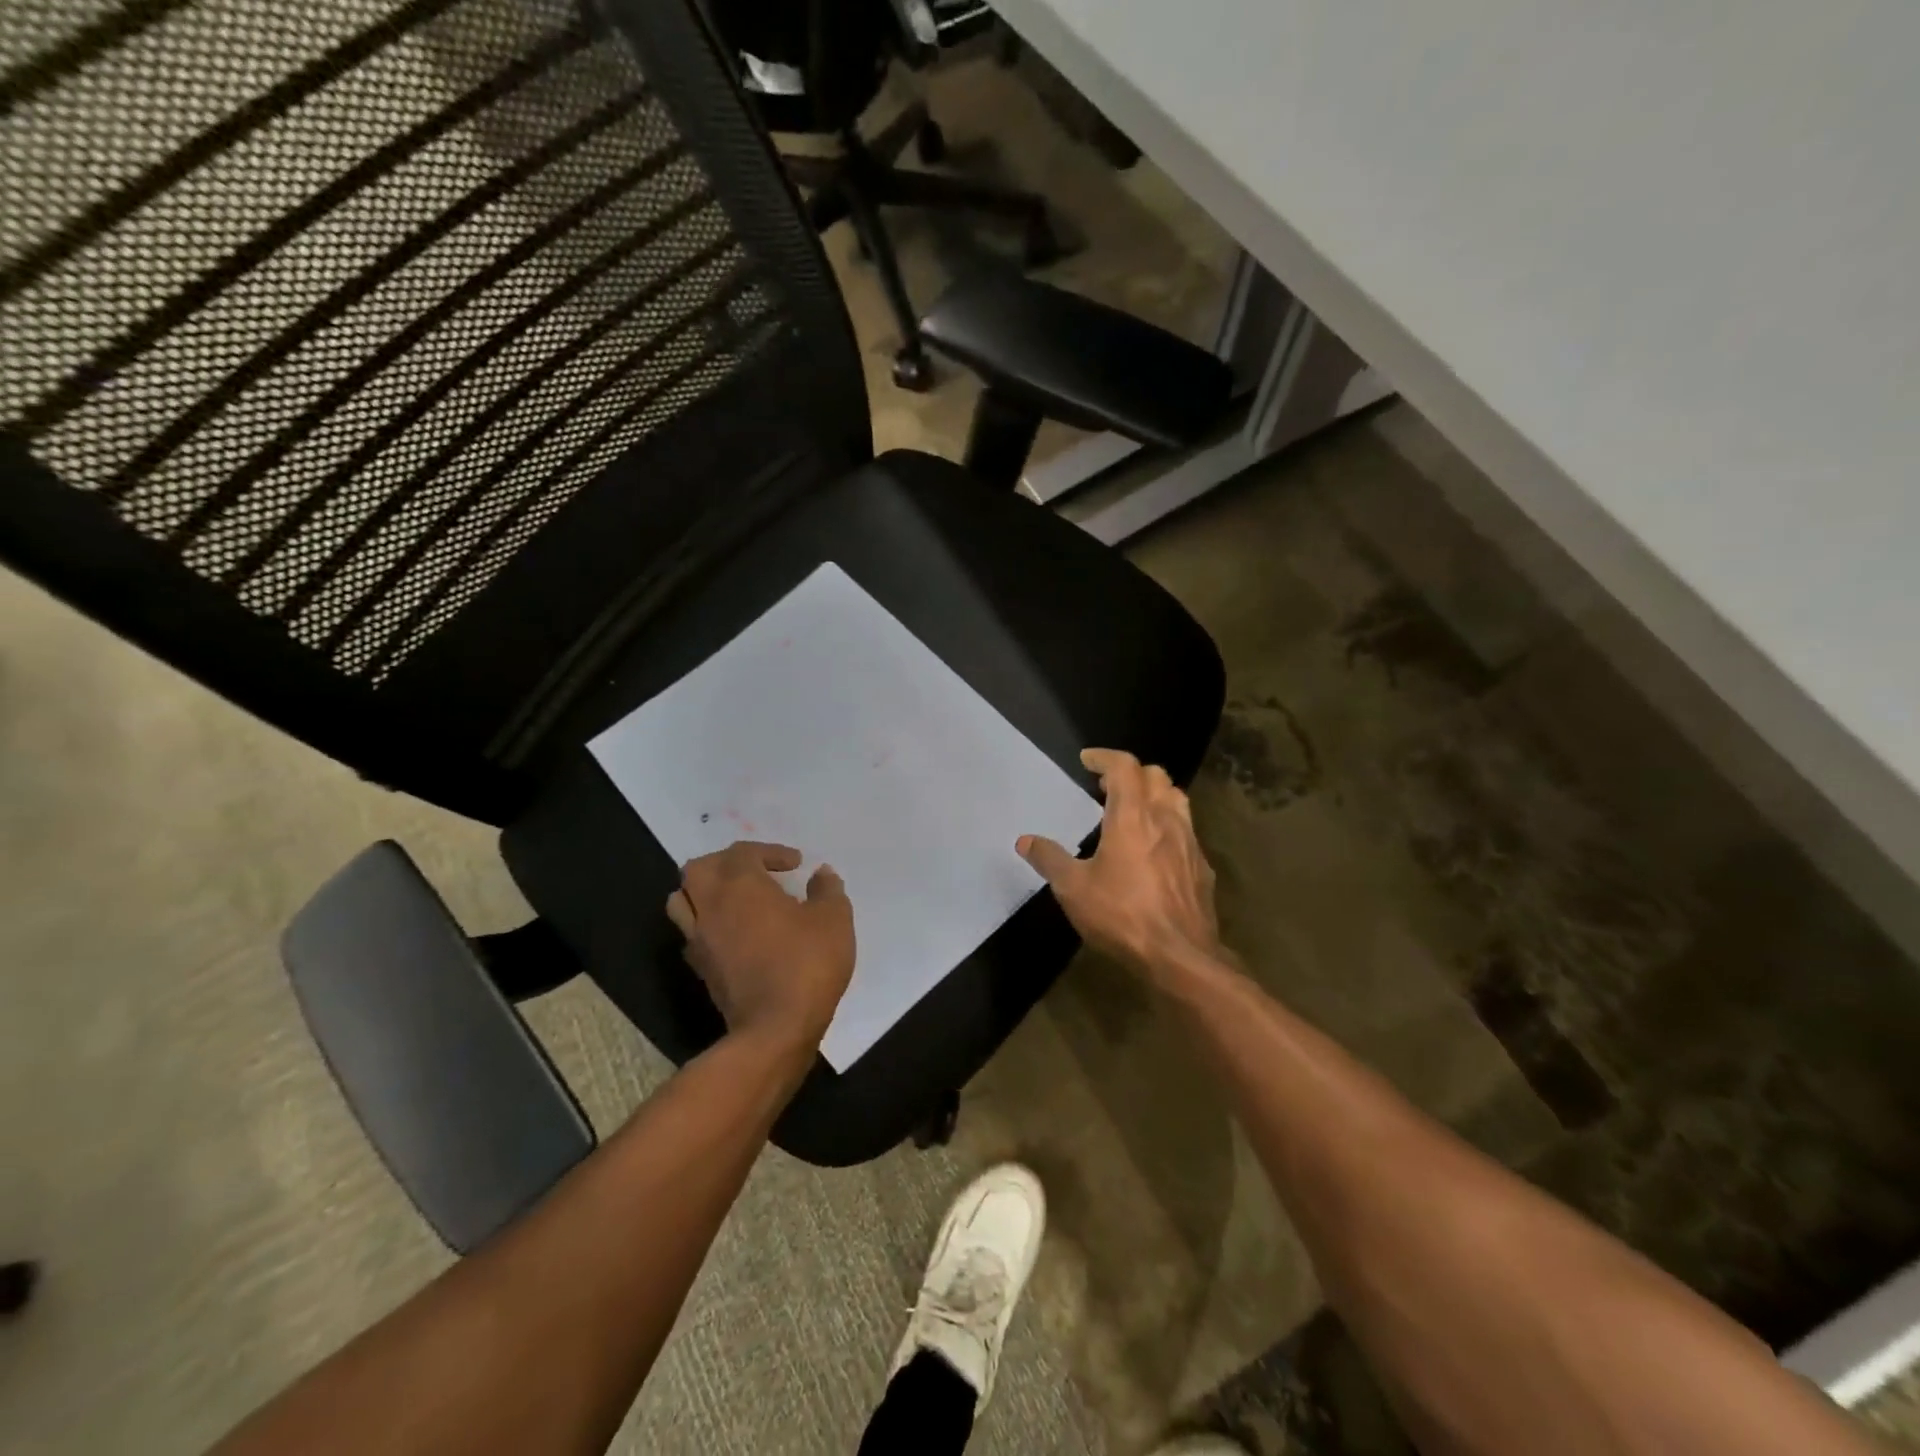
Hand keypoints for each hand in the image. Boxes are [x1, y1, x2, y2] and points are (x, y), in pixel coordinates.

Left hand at [666, 842, 854, 1050]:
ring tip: (735, 899)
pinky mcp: (699, 968)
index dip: (770, 852)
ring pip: (682, 899)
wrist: (774, 1028)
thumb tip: (822, 874)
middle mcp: (711, 905)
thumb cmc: (806, 963)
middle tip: (756, 872)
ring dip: (705, 891)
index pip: (743, 852)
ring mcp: (699, 938)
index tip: (796, 865)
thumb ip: (827, 890)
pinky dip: (707, 923)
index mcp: (741, 884)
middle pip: (699, 868)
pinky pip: (691, 932)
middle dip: (726, 863)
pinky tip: (733, 932)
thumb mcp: (833, 920)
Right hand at [1018, 748, 1222, 983]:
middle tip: (1106, 788)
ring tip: (1133, 811)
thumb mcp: (1073, 889)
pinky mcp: (1202, 867)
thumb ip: (1049, 859)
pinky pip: (1187, 831)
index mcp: (1132, 816)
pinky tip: (1154, 850)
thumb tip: (1025, 841)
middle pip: (1156, 775)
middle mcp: (1165, 819)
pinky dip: (1168, 825)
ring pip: (1177, 799)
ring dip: (1154, 794)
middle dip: (1130, 773)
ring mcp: (1189, 842)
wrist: (1180, 956)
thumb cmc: (1122, 915)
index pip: (1124, 767)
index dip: (1105, 757)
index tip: (1087, 760)